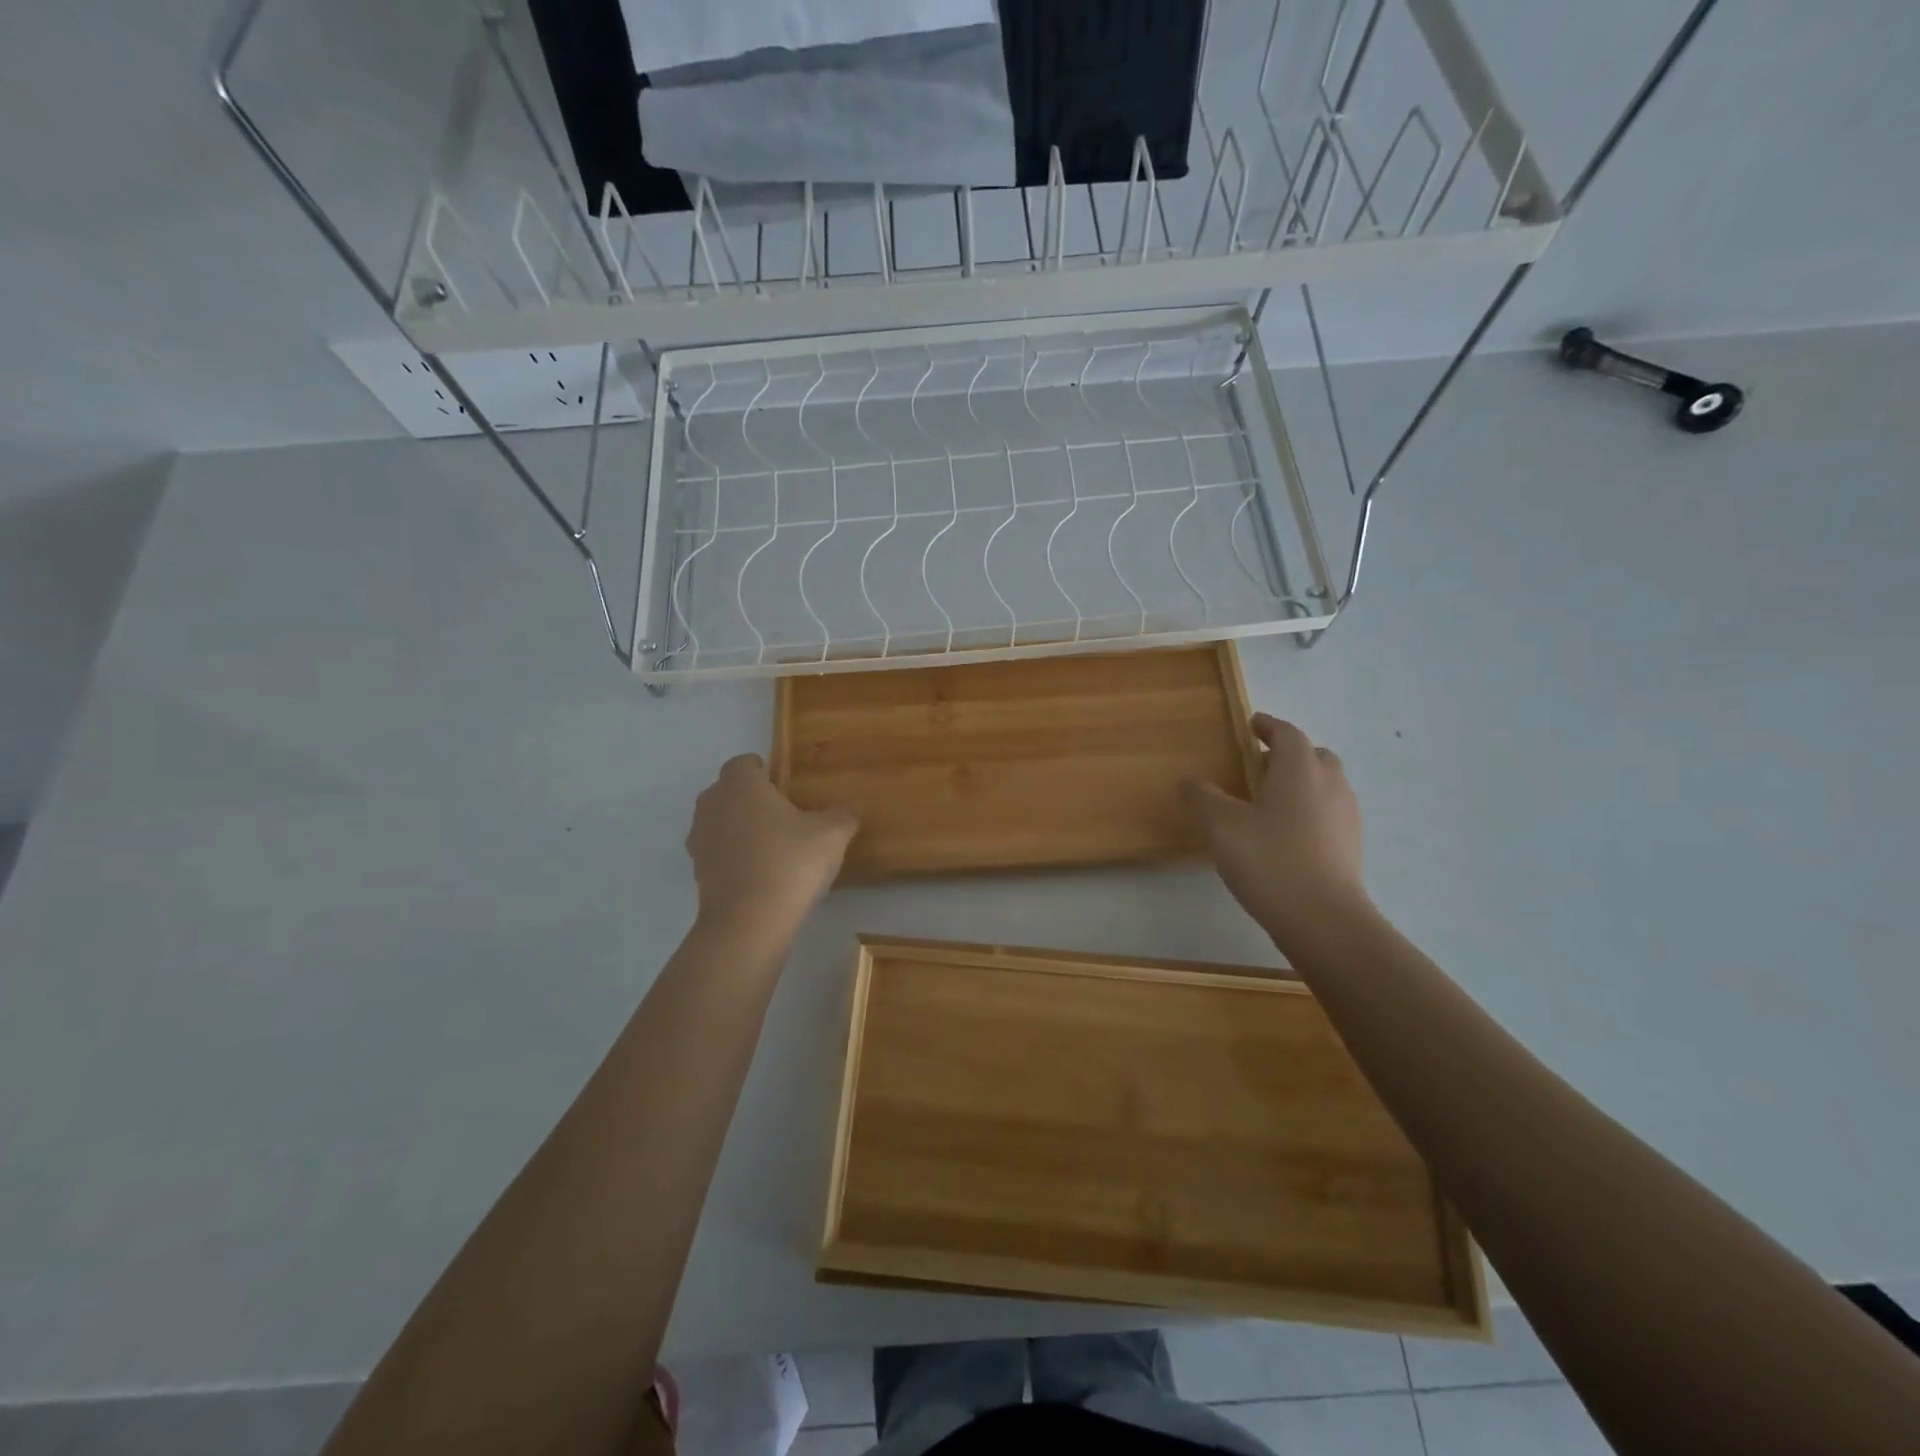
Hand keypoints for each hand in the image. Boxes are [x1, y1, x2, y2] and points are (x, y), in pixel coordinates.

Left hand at [686, 754, 857, 939]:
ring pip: (720, 822)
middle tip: (784, 816)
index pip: (744, 763)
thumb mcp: (832, 834)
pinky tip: (761, 874)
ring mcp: (700, 840)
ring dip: (740, 828)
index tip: (787, 788)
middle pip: (728, 791)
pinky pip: (718, 852)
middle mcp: (712, 805)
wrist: (748, 923)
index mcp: (740, 785)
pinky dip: (734, 857)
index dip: (765, 771)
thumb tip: (842, 812)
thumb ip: (841, 815)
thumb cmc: (789, 863)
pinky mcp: (698, 872)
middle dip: (751, 799)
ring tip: (773, 847)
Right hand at [1180, 713, 1369, 948]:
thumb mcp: (1221, 826)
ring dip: (1299, 782)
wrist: (1323, 920)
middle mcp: (1330, 784)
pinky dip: (1308, 810)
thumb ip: (1202, 797)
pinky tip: (1284, 834)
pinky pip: (1328, 813)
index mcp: (1300, 769)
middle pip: (1312, 756)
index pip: (1287, 733)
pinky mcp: (1350, 846)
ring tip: (1268, 801)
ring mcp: (1346, 816)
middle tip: (1257, 765)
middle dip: (1287, 754)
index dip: (1267, 726)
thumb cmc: (1269, 861)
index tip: (1251, 724)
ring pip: (1324, 785)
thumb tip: (1189, 780)